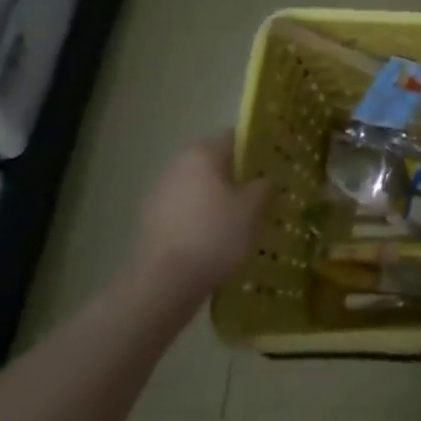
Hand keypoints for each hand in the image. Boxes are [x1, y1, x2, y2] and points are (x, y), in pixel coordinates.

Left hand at [127, 131, 269, 312]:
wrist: (163, 283)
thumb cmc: (214, 235)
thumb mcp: (251, 209)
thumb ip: (262, 186)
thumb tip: (263, 179)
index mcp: (202, 154)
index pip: (233, 137)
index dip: (255, 148)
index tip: (271, 166)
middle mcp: (177, 165)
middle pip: (213, 161)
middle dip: (235, 175)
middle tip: (258, 194)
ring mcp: (158, 192)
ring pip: (197, 186)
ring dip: (215, 196)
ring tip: (237, 219)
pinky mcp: (149, 220)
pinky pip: (183, 208)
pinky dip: (198, 216)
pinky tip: (212, 238)